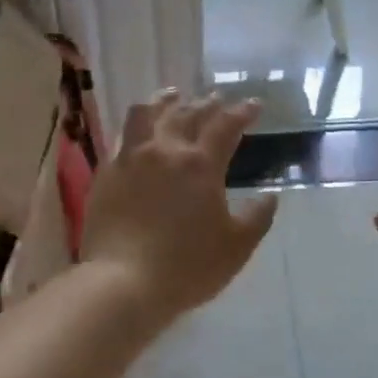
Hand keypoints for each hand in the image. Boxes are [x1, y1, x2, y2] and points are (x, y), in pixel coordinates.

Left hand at [82, 92, 278, 322]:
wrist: (122, 282)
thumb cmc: (186, 267)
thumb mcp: (235, 248)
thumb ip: (257, 218)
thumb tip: (271, 196)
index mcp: (201, 165)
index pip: (225, 125)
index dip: (242, 112)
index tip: (253, 104)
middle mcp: (165, 151)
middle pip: (188, 113)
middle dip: (207, 103)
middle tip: (217, 100)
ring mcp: (131, 159)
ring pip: (148, 114)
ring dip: (166, 101)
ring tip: (173, 96)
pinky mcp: (107, 173)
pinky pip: (123, 137)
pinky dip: (138, 126)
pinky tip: (140, 133)